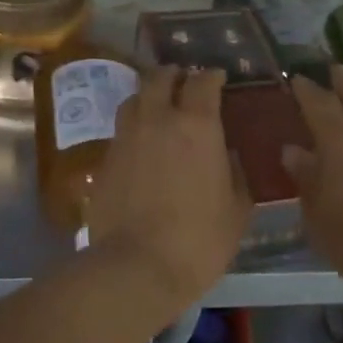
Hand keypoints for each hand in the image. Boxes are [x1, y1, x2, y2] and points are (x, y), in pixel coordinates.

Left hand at [85, 66, 252, 312]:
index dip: (212, 76)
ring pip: (134, 99)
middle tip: (184, 82)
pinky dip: (134, 128)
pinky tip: (141, 145)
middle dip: (175, 75)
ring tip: (158, 108)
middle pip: (161, 78)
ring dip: (149, 96)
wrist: (137, 266)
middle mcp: (158, 120)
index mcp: (197, 125)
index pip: (203, 82)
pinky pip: (120, 131)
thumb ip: (235, 173)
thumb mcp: (237, 209)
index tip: (218, 78)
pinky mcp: (105, 160)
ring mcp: (126, 138)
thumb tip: (228, 156)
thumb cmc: (200, 239)